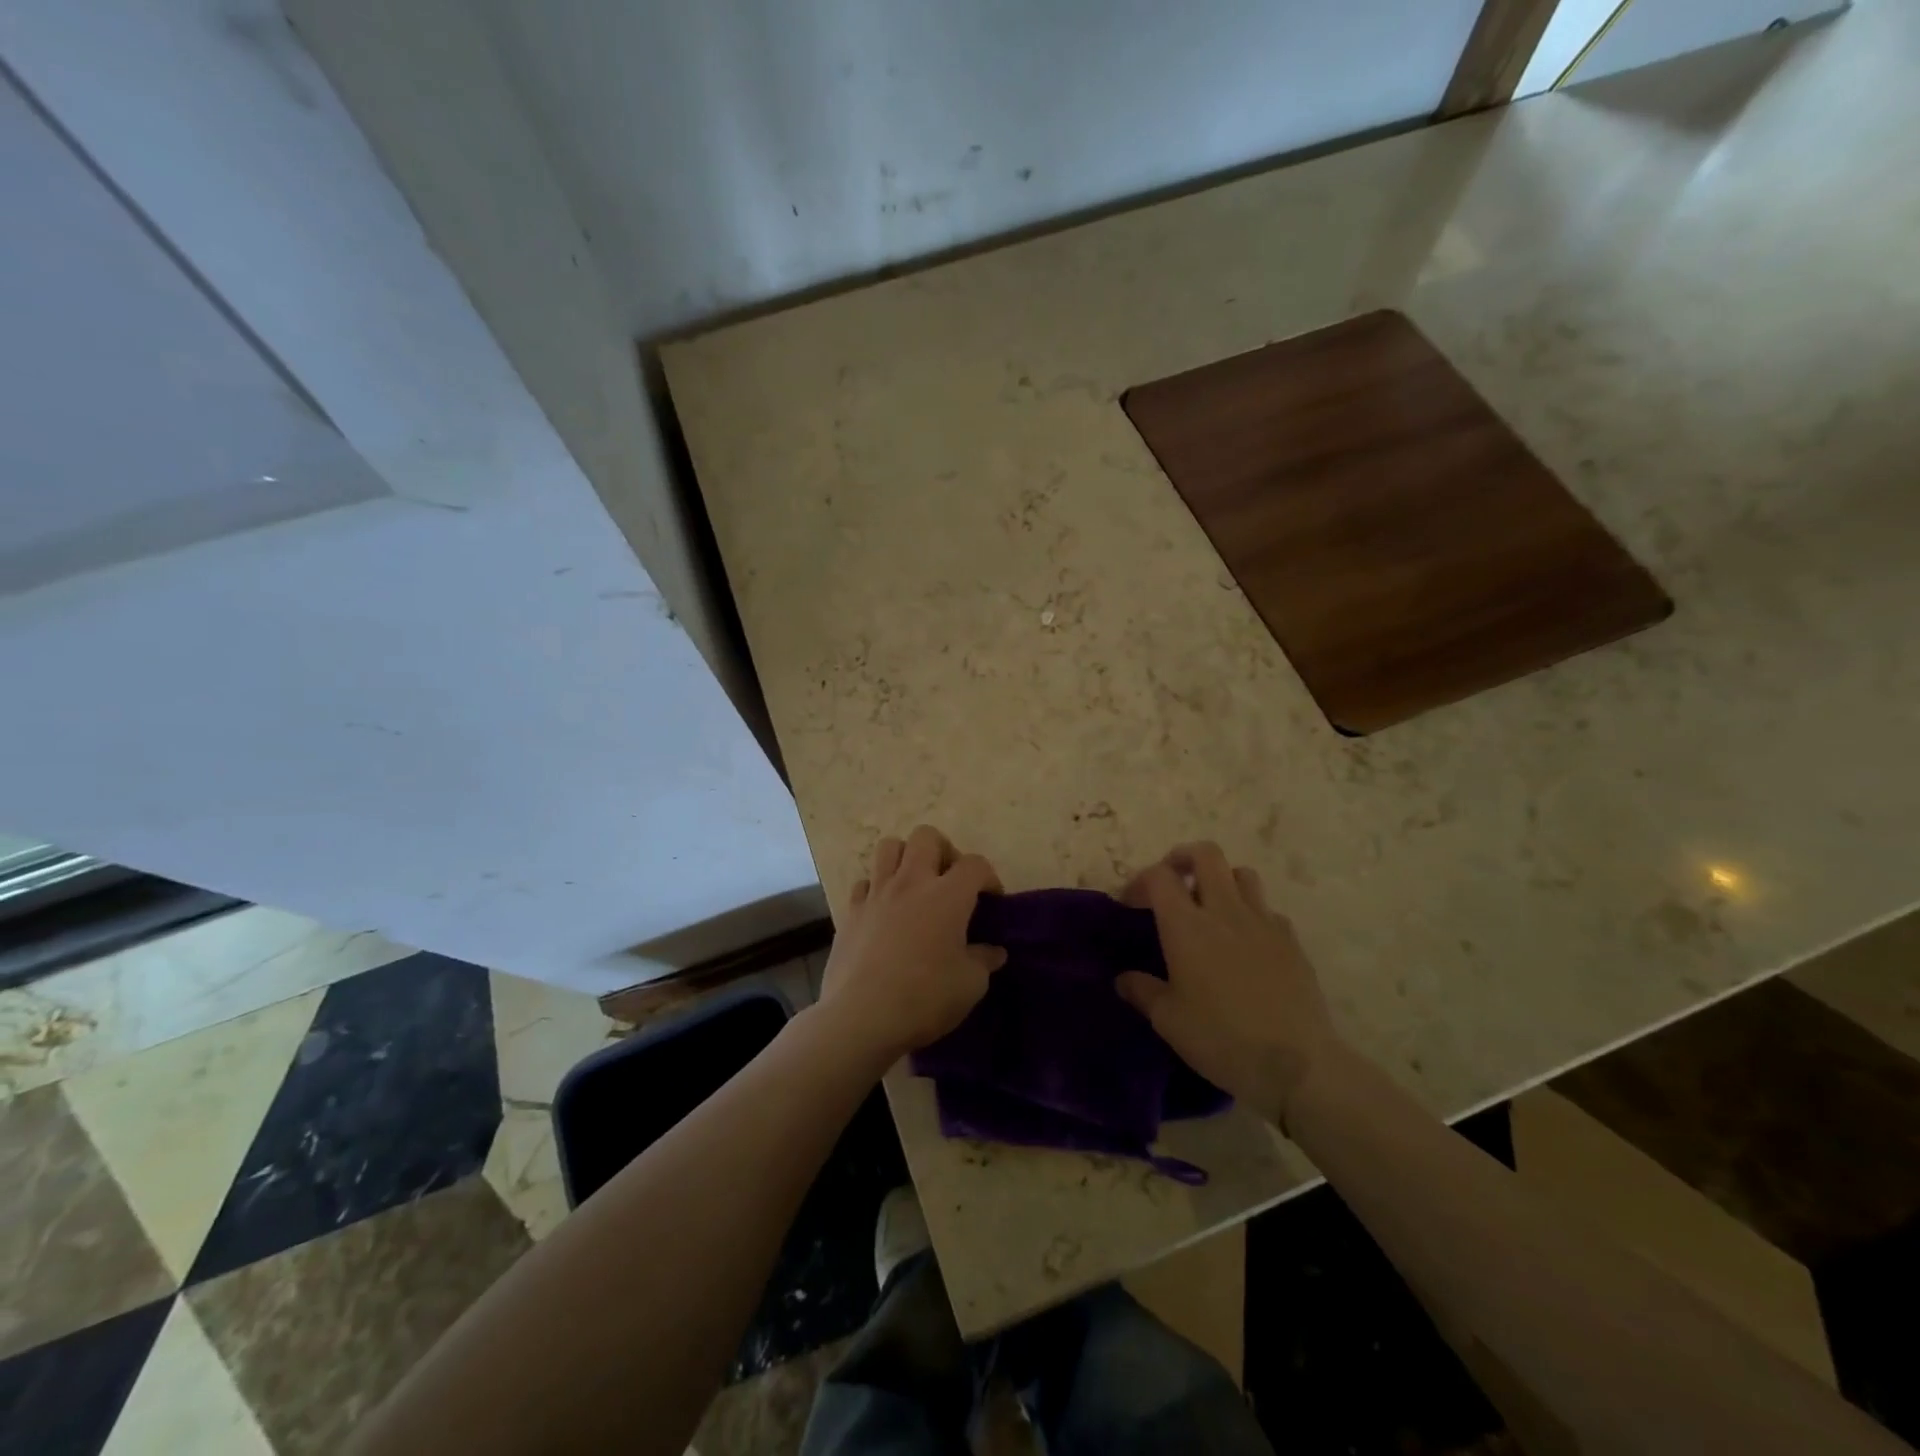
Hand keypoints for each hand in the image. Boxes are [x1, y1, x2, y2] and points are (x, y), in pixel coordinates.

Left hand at [816, 825, 1006, 1063]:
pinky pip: (864, 882)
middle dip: (944, 850)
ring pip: (889, 847)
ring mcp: (876, 894)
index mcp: (947, 895)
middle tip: (950, 881)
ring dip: (906, 858)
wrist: (862, 1017)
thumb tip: (993, 951)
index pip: (975, 864)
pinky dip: (876, 889)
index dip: (988, 877)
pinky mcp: (850, 912)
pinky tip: (884, 911)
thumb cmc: (925, 998)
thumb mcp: (970, 985)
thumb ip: (984, 961)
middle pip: (926, 836)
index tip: (991, 900)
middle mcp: (911, 882)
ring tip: (915, 885)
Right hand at [1116, 842, 1343, 1129]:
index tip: (1130, 904)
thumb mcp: (1169, 1021)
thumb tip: (1123, 978)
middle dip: (1183, 858)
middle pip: (1206, 854)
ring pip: (1241, 873)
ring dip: (1221, 880)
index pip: (1159, 876)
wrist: (1299, 1065)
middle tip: (1172, 882)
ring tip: (1210, 907)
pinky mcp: (1291, 940)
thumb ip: (1142, 991)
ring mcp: (1263, 922)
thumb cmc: (1222, 1039)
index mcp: (1187, 926)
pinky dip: (1250, 913)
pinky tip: (1246, 943)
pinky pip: (1267, 909)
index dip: (1140, 881)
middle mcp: (1225, 911)